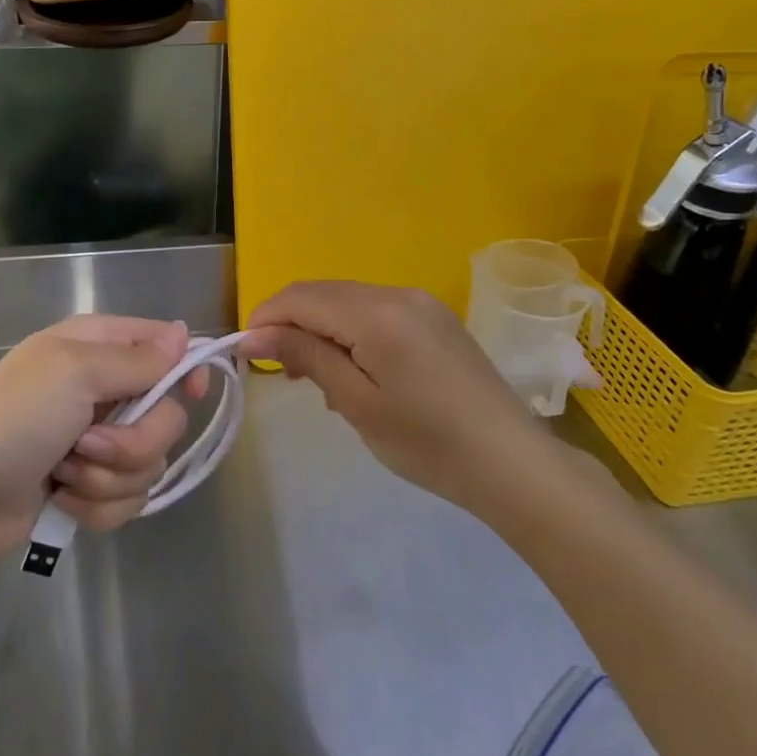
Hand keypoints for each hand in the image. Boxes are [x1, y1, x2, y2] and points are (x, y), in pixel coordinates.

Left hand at [0, 315, 205, 558]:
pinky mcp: (91, 487)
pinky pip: (129, 499)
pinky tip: (62, 500)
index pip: (166, 346)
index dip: (184, 370)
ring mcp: (98, 442)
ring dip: (109, 477)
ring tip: (65, 474)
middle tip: (88, 443)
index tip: (190, 394)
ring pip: (150, 463)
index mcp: (98, 348)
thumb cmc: (12, 420)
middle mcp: (104, 390)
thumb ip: (136, 358)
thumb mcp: (73, 372)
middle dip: (134, 441)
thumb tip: (184, 333)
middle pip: (167, 416)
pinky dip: (97, 505)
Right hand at [243, 281, 545, 505]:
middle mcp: (398, 293)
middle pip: (323, 293)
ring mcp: (421, 303)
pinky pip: (376, 311)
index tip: (246, 355)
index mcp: (377, 312)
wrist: (511, 462)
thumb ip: (306, 357)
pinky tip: (355, 371)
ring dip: (320, 329)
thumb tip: (256, 334)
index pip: (300, 297)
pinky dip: (351, 332)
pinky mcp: (435, 318)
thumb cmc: (428, 442)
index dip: (265, 319)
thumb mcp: (357, 403)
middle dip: (291, 324)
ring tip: (317, 380)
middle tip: (281, 373)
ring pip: (348, 301)